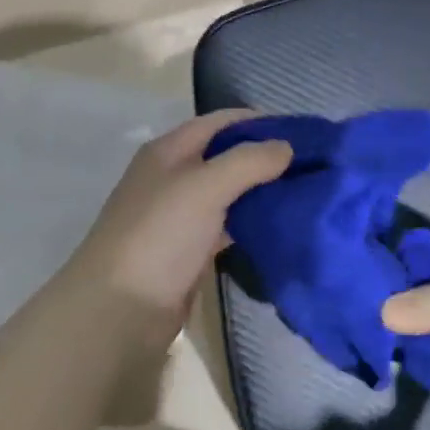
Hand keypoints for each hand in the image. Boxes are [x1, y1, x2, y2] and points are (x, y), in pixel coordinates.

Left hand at [55, 109, 292, 343]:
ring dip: (259, 190)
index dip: (257, 121)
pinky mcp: (188, 250)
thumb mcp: (205, 187)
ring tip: (303, 191)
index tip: (302, 132)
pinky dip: (250, 222)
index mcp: (168, 151)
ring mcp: (179, 216)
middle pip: (224, 155)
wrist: (120, 309)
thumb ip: (248, 161)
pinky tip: (278, 225)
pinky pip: (225, 225)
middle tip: (309, 165)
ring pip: (227, 192)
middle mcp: (172, 177)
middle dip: (263, 156)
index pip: (219, 122)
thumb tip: (287, 146)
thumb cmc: (160, 235)